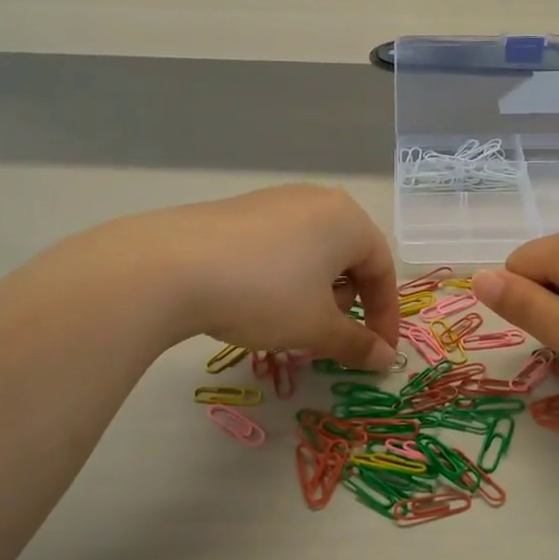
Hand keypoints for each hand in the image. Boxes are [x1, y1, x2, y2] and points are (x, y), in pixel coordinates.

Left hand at [122, 184, 399, 369]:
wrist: (171, 266)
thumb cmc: (266, 294)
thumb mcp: (316, 327)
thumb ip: (357, 344)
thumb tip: (387, 359)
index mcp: (349, 220)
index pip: (383, 271)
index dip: (384, 317)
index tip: (377, 353)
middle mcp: (318, 201)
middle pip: (350, 257)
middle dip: (348, 302)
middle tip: (327, 335)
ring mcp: (276, 200)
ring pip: (315, 251)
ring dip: (316, 291)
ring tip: (290, 319)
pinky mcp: (241, 209)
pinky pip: (282, 244)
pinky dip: (285, 276)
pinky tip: (257, 298)